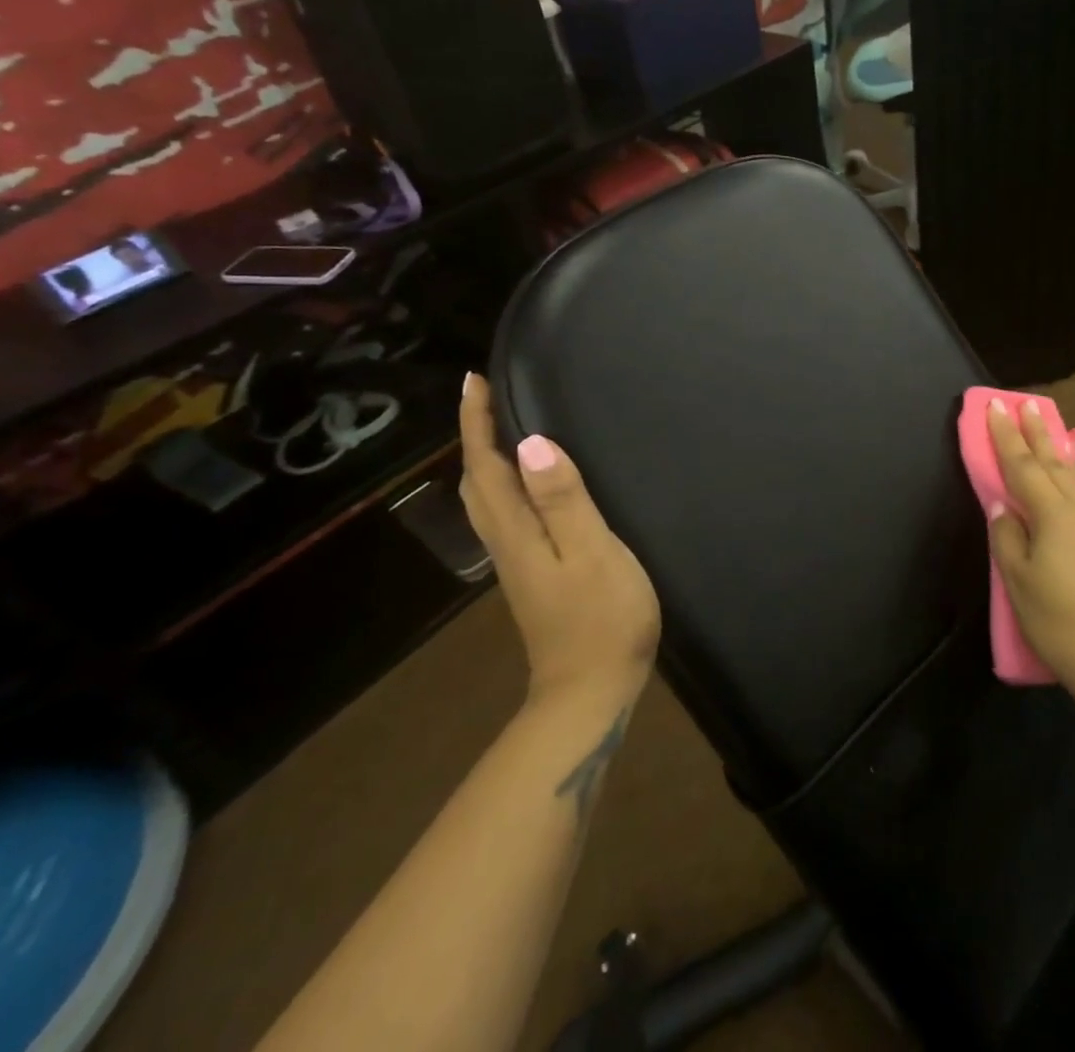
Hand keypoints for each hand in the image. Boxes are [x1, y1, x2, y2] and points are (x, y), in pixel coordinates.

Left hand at [459, 374, 660, 703]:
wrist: (590, 692)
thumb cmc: (601, 619)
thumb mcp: (592, 553)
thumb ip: (563, 500)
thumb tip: (533, 444)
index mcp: (516, 532)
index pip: (485, 467)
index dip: (476, 423)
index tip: (473, 381)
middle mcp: (506, 543)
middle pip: (476, 482)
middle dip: (474, 436)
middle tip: (485, 397)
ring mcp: (517, 562)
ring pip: (487, 500)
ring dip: (486, 459)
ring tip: (503, 428)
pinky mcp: (533, 574)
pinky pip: (507, 515)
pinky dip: (506, 485)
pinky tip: (530, 483)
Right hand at [986, 399, 1074, 707]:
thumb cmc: (1059, 620)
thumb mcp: (1018, 580)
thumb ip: (1007, 536)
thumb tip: (1003, 508)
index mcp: (1054, 515)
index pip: (1022, 465)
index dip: (1005, 436)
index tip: (996, 406)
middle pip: (1054, 463)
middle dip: (1037, 432)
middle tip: (1027, 403)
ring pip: (1073, 483)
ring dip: (1055, 456)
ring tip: (1047, 439)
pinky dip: (1068, 488)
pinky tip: (1064, 498)